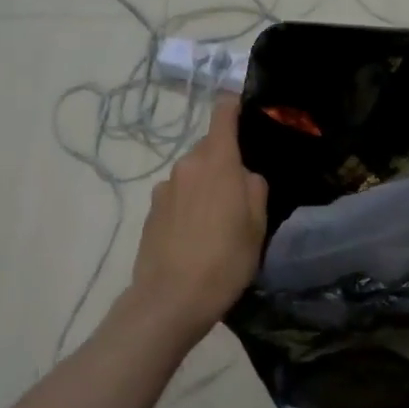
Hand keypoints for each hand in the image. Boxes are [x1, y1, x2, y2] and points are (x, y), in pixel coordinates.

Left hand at [126, 98, 267, 348]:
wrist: (170, 300)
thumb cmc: (224, 259)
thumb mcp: (257, 225)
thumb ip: (255, 188)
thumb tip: (245, 176)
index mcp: (217, 161)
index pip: (222, 112)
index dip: (235, 107)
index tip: (248, 115)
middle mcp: (186, 165)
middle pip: (209, 148)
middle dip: (225, 162)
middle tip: (241, 193)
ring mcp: (164, 188)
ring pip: (193, 174)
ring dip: (206, 186)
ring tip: (218, 221)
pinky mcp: (150, 212)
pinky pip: (178, 196)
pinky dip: (189, 205)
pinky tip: (196, 236)